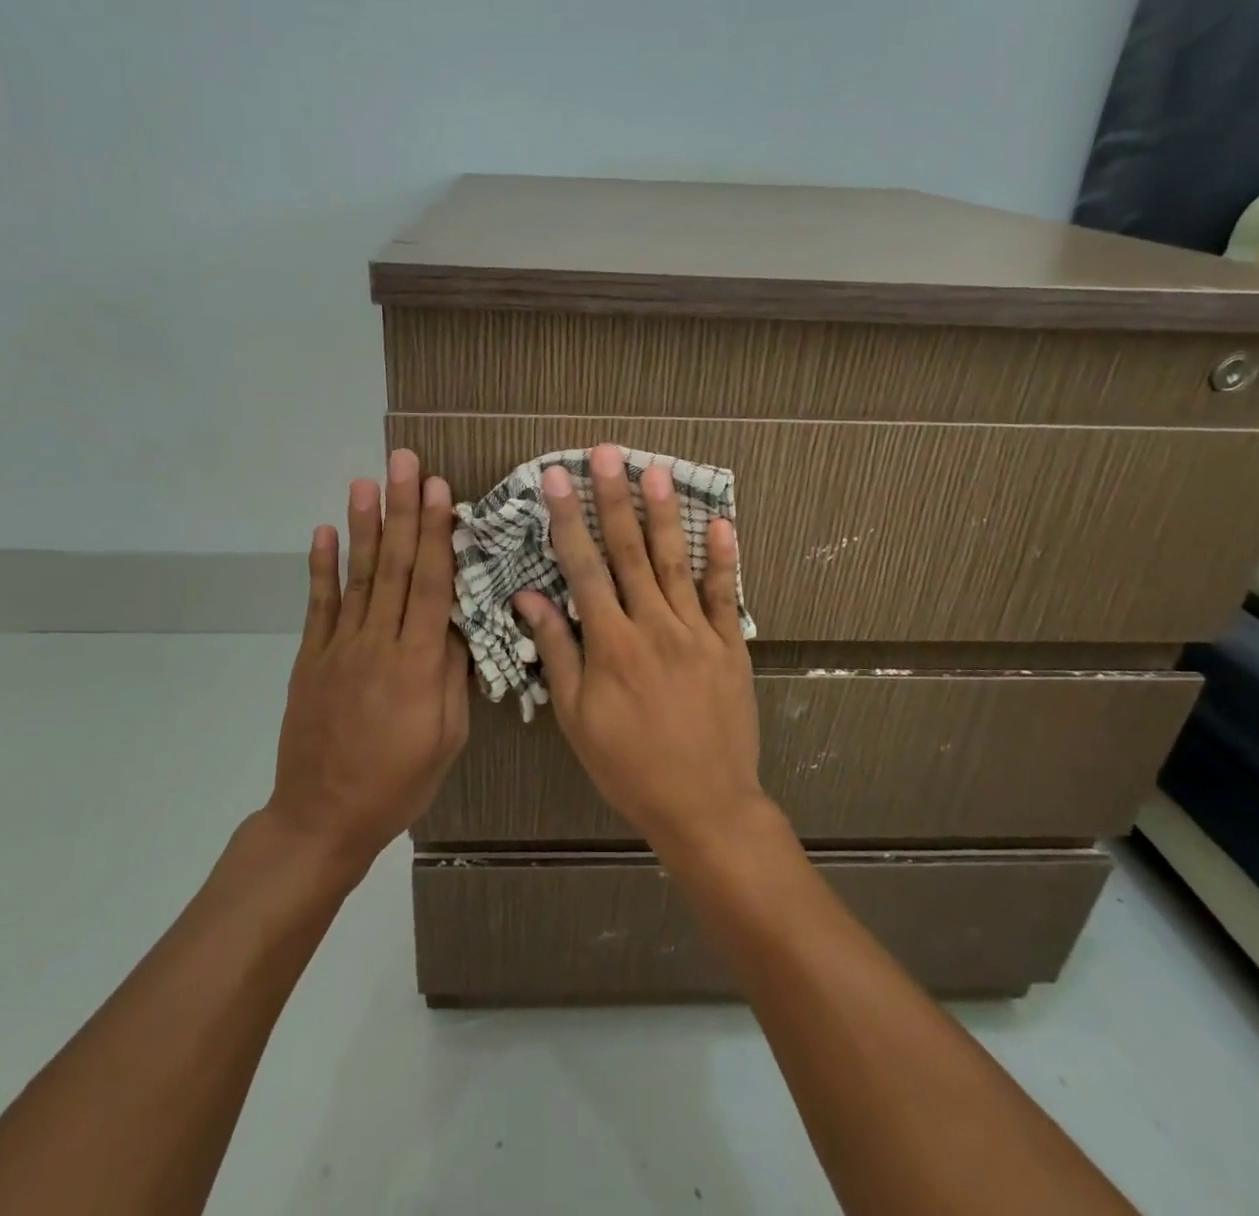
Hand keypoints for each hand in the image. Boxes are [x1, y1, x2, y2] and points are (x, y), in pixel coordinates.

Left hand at [264, 448, 468, 876]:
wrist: (322, 818)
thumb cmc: (398, 783)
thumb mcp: (447, 739)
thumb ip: (453, 677)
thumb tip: (458, 625)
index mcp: (418, 665)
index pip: (431, 586)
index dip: (436, 535)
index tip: (438, 490)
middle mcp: (378, 644)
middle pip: (395, 567)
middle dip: (402, 510)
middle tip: (403, 462)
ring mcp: (339, 648)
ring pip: (358, 577)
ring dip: (364, 525)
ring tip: (366, 481)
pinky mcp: (311, 658)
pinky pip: (318, 606)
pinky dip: (321, 567)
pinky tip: (324, 532)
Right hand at [514, 443, 767, 851]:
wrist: (704, 805)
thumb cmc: (629, 765)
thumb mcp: (578, 717)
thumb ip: (557, 652)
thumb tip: (529, 598)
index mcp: (611, 644)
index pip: (583, 568)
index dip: (567, 519)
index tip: (555, 479)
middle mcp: (653, 626)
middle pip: (629, 551)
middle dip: (613, 498)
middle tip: (605, 453)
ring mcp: (696, 633)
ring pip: (676, 561)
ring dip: (664, 514)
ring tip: (655, 469)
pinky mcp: (729, 646)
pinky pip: (725, 594)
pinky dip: (724, 558)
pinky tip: (722, 523)